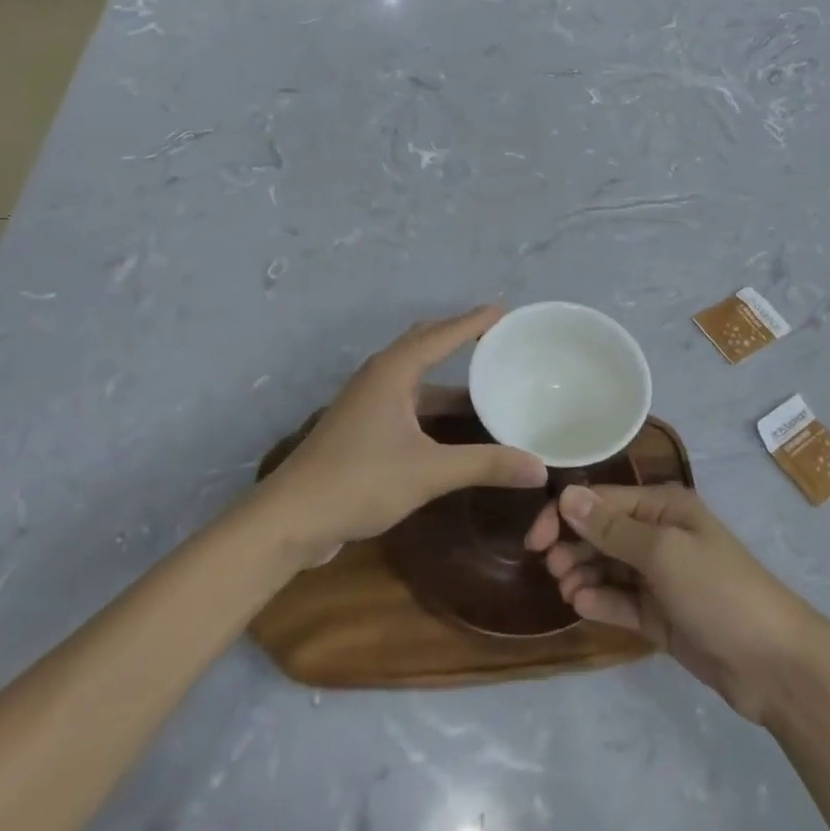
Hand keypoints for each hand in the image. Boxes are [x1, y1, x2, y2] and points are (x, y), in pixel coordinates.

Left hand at [258, 306, 545, 559]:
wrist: (289, 519)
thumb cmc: (359, 481)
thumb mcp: (429, 472)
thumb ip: (486, 465)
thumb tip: (540, 468)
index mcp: (393, 371)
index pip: (442, 334)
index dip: (475, 321)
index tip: (505, 310)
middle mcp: (380, 377)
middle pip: (425, 344)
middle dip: (460, 338)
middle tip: (497, 339)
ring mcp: (368, 402)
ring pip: (416, 376)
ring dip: (448, 378)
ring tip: (487, 381)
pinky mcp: (362, 427)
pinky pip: (408, 400)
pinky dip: (434, 403)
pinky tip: (456, 424)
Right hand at [526, 484, 821, 722]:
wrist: (773, 663)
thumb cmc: (717, 590)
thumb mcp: (662, 552)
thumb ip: (611, 528)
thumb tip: (567, 495)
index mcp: (663, 508)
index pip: (603, 501)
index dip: (566, 514)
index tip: (535, 540)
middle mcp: (660, 535)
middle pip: (602, 532)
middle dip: (573, 545)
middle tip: (551, 569)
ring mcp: (660, 577)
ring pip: (608, 567)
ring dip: (583, 573)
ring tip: (566, 590)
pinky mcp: (660, 615)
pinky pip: (621, 601)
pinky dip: (600, 601)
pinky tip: (582, 606)